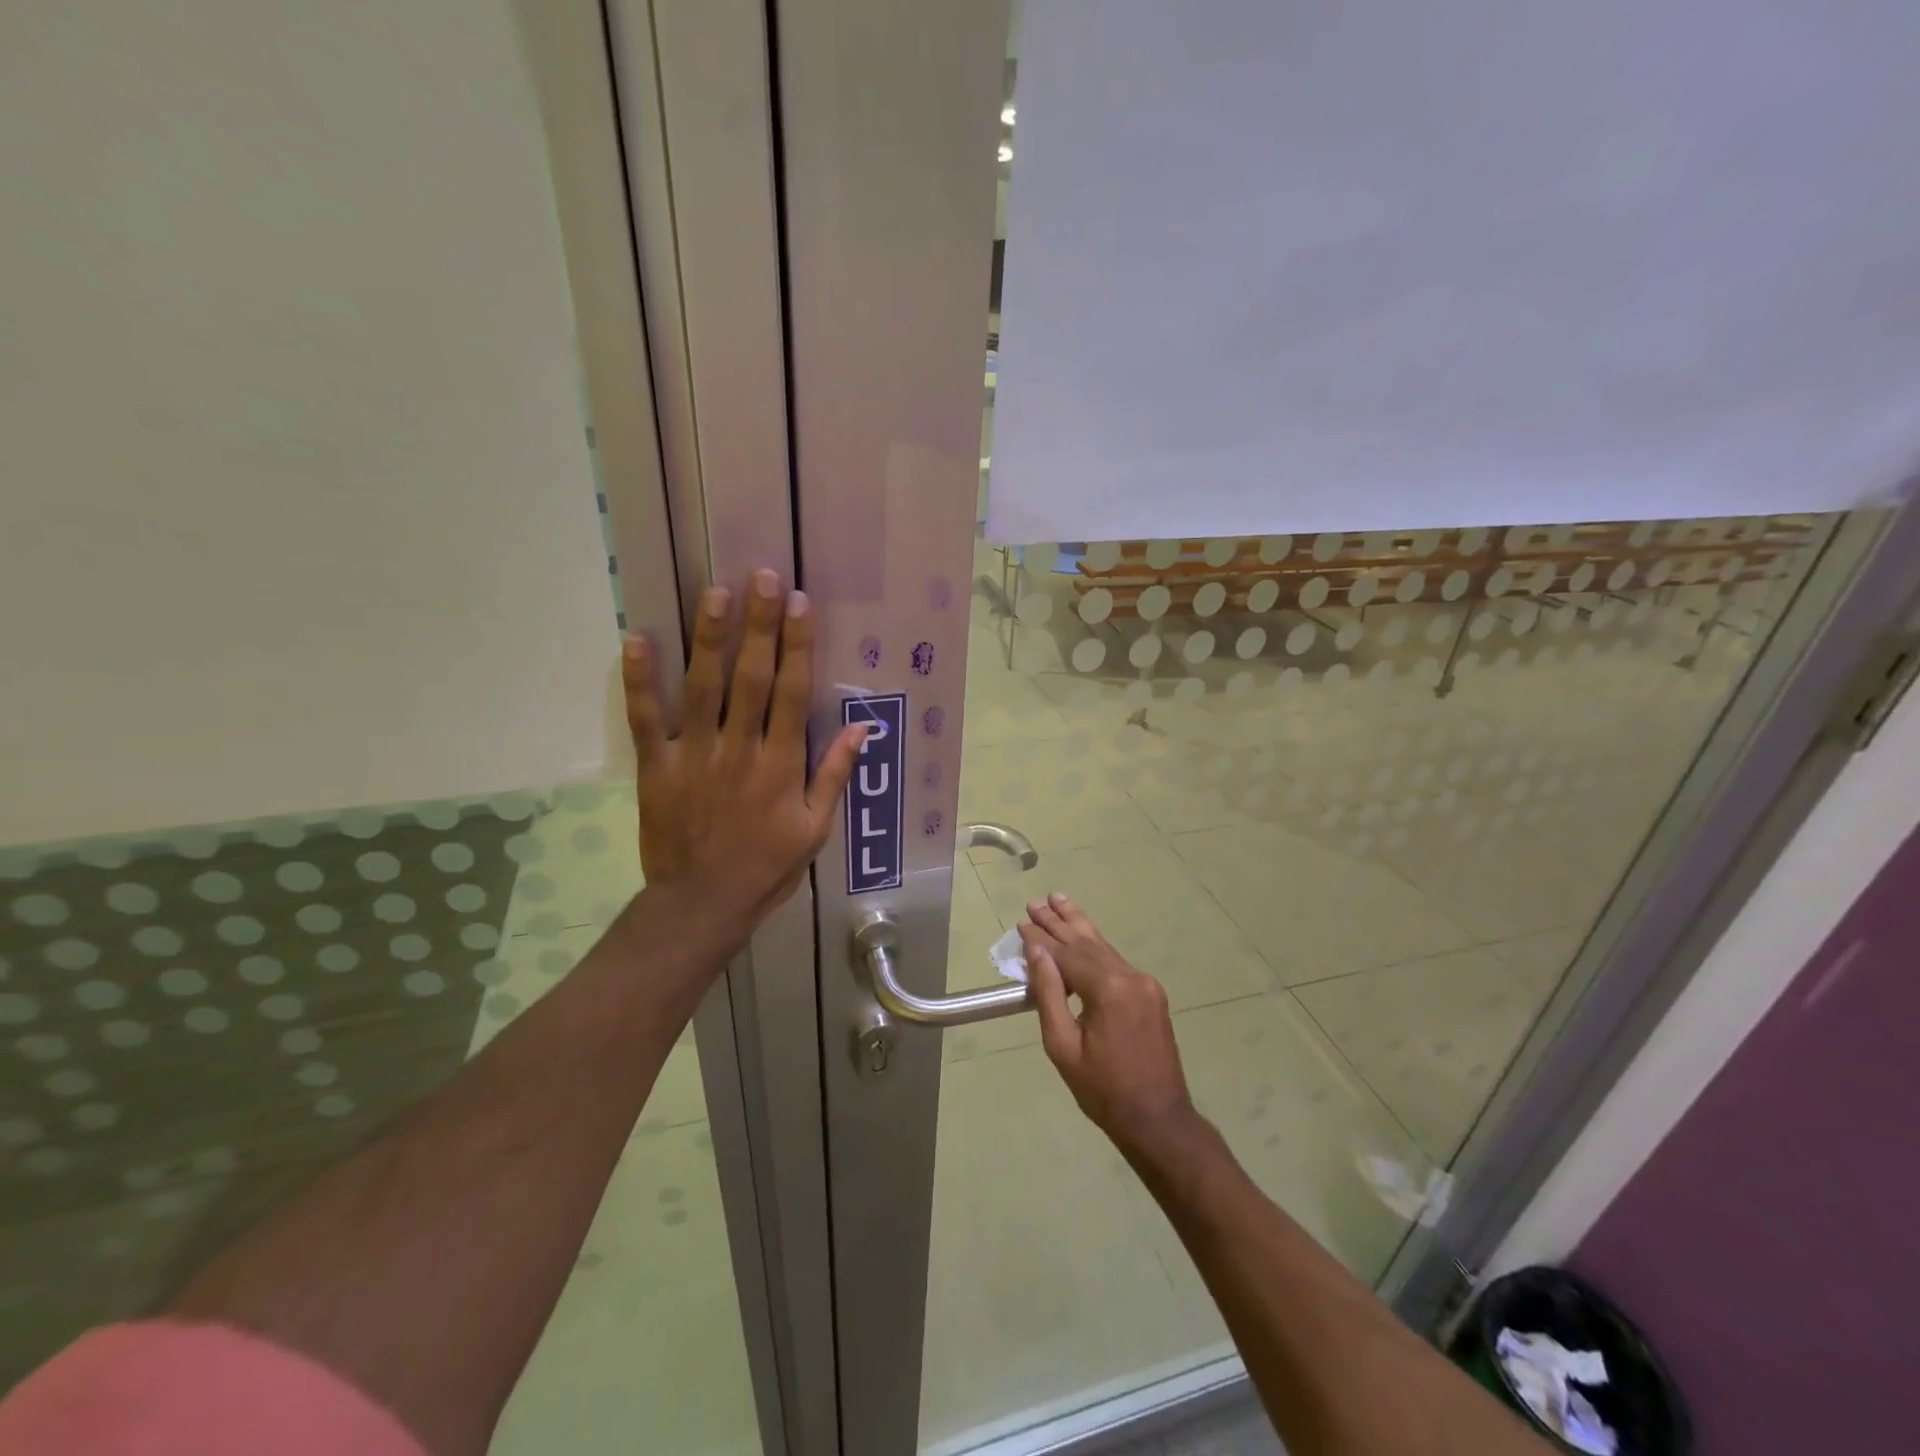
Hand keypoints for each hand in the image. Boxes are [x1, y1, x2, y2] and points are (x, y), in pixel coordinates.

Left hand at [621, 570, 865, 929]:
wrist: (703, 904)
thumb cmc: (767, 867)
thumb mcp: (815, 829)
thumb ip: (834, 775)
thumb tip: (862, 727)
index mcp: (781, 765)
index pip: (794, 693)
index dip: (798, 645)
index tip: (800, 604)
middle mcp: (740, 749)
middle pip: (751, 677)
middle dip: (758, 625)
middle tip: (761, 577)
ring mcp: (695, 755)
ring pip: (703, 688)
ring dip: (709, 638)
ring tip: (714, 592)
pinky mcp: (657, 767)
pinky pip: (647, 719)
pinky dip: (640, 681)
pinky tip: (637, 639)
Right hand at [1020, 893, 1202, 1161]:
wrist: (1158, 1119)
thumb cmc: (1103, 1089)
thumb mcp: (1063, 1046)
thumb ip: (1049, 994)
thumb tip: (1036, 951)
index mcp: (1109, 990)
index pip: (1067, 955)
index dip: (1042, 939)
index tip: (1021, 922)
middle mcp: (1131, 976)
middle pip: (1087, 943)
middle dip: (1059, 922)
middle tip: (1035, 902)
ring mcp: (1145, 983)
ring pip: (1104, 947)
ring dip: (1078, 926)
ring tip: (1058, 900)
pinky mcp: (1150, 993)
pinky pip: (1116, 962)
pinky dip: (1094, 947)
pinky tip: (1082, 936)